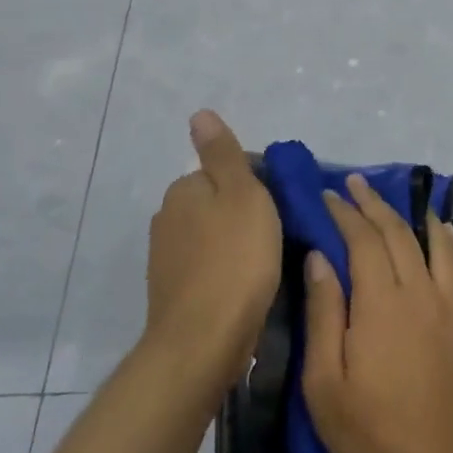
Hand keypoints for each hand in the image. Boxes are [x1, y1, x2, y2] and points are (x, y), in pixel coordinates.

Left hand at [144, 110, 281, 398]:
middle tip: (282, 234)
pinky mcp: (173, 291)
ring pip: (213, 235)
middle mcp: (168, 217)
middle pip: (219, 202)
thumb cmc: (236, 259)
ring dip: (237, 242)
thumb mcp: (242, 194)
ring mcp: (166, 257)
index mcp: (185, 188)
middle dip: (248, 212)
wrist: (204, 339)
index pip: (229, 170)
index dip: (262, 183)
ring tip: (268, 263)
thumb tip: (199, 113)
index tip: (286, 206)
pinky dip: (226, 269)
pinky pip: (208, 266)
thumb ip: (223, 153)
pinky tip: (246, 286)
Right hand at [301, 174, 452, 452]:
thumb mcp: (325, 383)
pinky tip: (444, 230)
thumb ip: (323, 314)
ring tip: (395, 197)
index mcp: (381, 303)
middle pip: (397, 233)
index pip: (362, 240)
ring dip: (412, 214)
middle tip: (356, 184)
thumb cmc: (370, 433)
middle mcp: (421, 291)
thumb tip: (319, 257)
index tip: (329, 196)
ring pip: (434, 241)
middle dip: (374, 204)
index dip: (345, 214)